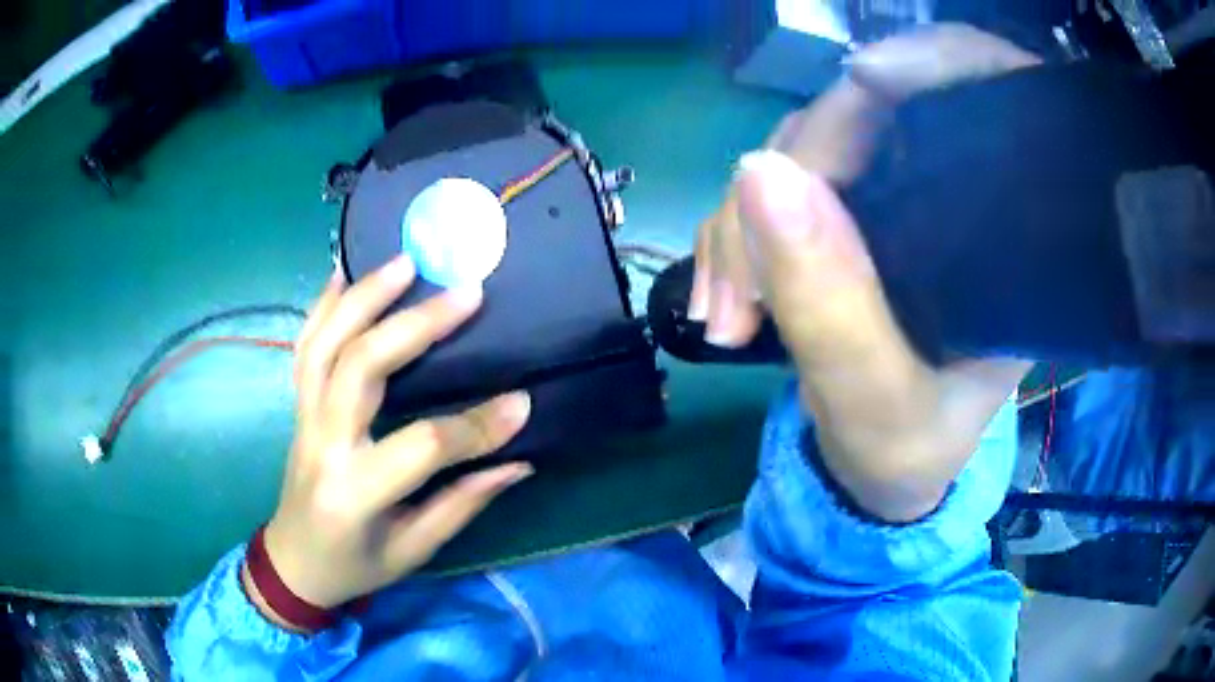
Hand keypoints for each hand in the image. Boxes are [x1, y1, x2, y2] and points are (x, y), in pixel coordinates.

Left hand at [248, 256, 532, 624]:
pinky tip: (346, 272)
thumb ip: (462, 503)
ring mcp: (303, 418)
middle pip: (358, 368)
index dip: (476, 426)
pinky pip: (304, 346)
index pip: (421, 447)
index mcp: (354, 492)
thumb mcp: (413, 549)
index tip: (522, 402)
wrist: (295, 562)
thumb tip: (518, 460)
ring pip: (324, 344)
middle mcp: (322, 444)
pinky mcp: (298, 405)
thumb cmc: (355, 564)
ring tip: (406, 261)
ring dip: (363, 297)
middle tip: (465, 293)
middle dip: (413, 326)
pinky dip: (324, 305)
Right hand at [692, 25, 1040, 521]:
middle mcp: (957, 202)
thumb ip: (829, 307)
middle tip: (741, 285)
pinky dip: (739, 227)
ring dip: (748, 215)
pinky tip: (726, 292)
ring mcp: (895, 199)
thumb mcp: (876, 406)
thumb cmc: (908, 452)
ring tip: (725, 310)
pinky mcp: (849, 212)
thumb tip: (759, 174)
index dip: (930, 64)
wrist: (886, 471)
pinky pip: (781, 180)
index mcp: (1006, 241)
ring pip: (810, 144)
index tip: (863, 78)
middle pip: (873, 115)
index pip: (984, 101)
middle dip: (794, 171)